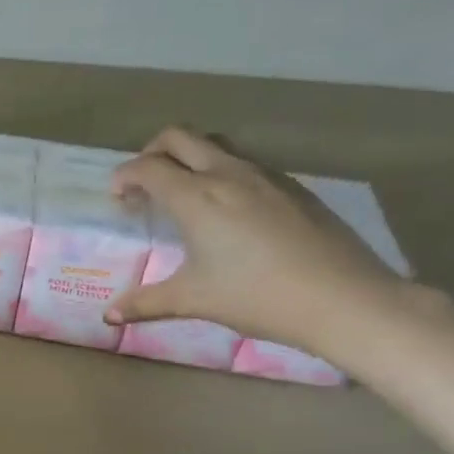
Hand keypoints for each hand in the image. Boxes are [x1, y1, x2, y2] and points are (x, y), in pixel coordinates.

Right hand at [105, 127, 412, 354]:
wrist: (344, 299)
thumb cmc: (258, 297)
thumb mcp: (194, 300)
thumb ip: (146, 303)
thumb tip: (109, 316)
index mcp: (197, 197)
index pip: (147, 167)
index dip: (124, 176)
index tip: (118, 198)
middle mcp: (227, 173)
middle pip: (179, 137)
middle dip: (152, 153)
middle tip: (146, 184)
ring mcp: (265, 175)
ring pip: (216, 144)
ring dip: (190, 158)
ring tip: (186, 194)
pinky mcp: (293, 186)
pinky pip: (246, 163)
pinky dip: (223, 172)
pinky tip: (230, 211)